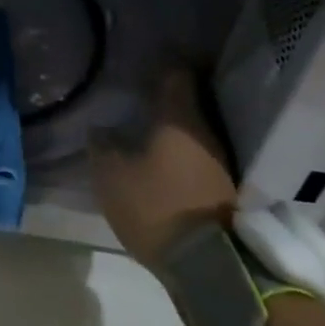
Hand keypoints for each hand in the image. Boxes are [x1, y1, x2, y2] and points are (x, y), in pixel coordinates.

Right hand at [92, 67, 237, 265]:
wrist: (209, 266)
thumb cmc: (156, 206)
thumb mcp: (112, 175)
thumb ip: (102, 146)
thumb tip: (102, 129)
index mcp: (179, 118)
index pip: (176, 74)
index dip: (161, 63)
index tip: (144, 59)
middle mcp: (206, 133)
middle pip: (186, 103)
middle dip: (164, 98)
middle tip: (137, 95)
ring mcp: (219, 163)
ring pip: (192, 132)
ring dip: (171, 130)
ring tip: (144, 130)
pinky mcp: (222, 191)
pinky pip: (195, 158)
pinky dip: (178, 155)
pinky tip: (159, 161)